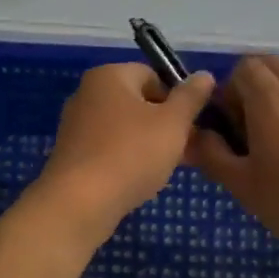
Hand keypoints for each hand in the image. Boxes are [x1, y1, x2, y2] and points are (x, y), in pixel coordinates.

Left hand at [32, 62, 215, 241]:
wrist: (79, 203)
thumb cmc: (131, 154)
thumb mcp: (172, 123)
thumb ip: (191, 97)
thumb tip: (205, 75)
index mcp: (109, 76)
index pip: (153, 75)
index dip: (177, 98)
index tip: (192, 125)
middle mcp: (87, 94)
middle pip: (139, 103)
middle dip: (166, 125)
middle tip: (188, 150)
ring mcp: (77, 125)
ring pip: (126, 129)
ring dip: (150, 145)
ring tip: (168, 168)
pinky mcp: (73, 155)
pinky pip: (110, 149)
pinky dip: (128, 160)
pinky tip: (142, 181)